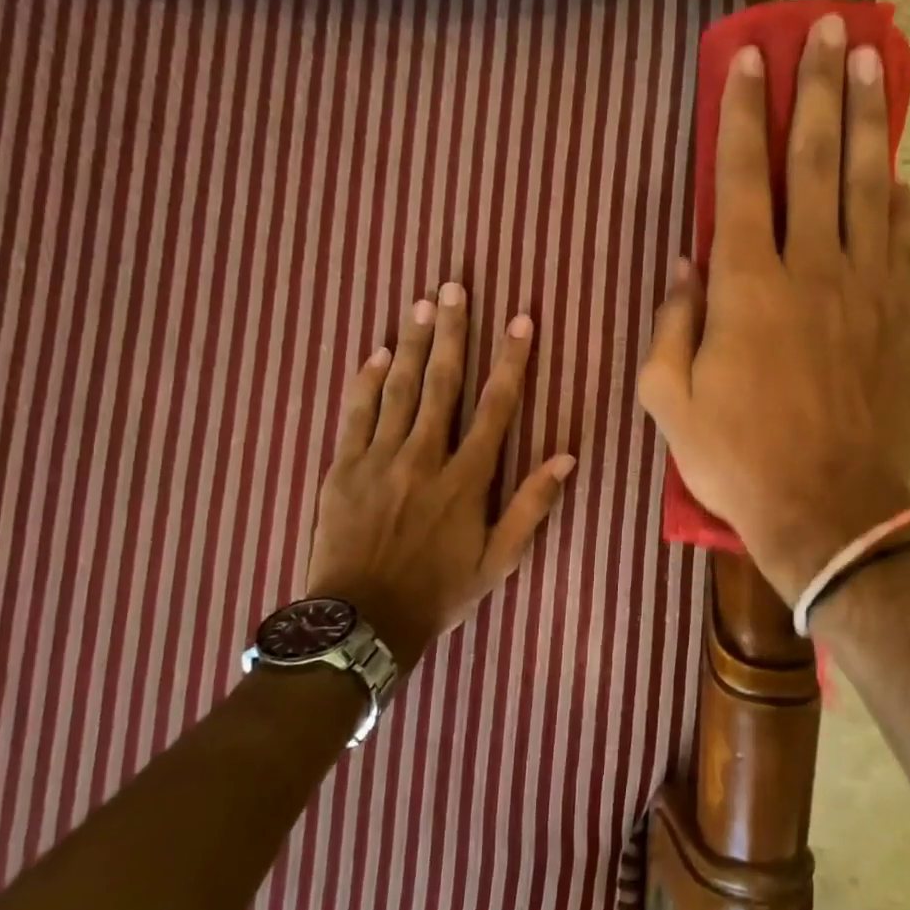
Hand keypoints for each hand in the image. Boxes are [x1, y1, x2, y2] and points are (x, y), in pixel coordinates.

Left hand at [305, 282, 574, 668]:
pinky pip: (356, 414)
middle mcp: (424, 457)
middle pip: (441, 383)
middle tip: (454, 288)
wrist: (362, 622)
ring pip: (399, 389)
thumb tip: (566, 458)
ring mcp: (379, 459)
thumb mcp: (498, 560)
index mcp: (466, 479)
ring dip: (411, 344)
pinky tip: (375, 352)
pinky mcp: (343, 468)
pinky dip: (366, 381)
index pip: (495, 407)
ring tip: (420, 303)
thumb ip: (531, 506)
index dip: (511, 361)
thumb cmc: (439, 592)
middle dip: (452, 332)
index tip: (520, 321)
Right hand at [639, 14, 909, 602]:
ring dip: (867, 122)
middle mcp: (810, 270)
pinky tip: (897, 174)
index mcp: (746, 287)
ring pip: (868, 187)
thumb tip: (685, 265)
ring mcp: (867, 292)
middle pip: (816, 161)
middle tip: (828, 29)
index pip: (741, 180)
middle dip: (819, 89)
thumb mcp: (669, 401)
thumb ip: (672, 324)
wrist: (829, 511)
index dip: (743, 115)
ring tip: (871, 65)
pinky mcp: (903, 321)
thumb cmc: (738, 460)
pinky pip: (903, 244)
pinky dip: (898, 202)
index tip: (751, 60)